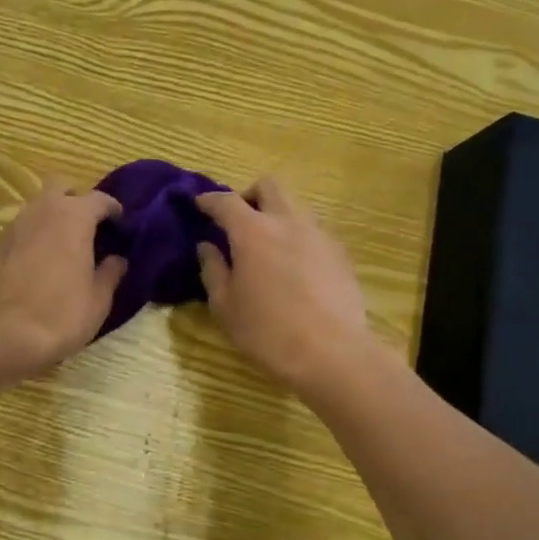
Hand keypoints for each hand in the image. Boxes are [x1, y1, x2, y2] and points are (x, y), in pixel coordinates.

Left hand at [0, 178, 125, 385]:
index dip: (114, 211)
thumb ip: (110, 274)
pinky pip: (20, 230)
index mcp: (73, 217)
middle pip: (62, 188)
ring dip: (53, 218)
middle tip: (90, 229)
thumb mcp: (98, 301)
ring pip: (37, 207)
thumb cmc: (58, 317)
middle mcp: (41, 211)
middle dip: (77, 201)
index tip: (122, 227)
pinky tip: (38, 264)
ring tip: (64, 248)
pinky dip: (33, 237)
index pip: (100, 199)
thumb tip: (117, 259)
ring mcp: (13, 226)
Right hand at [196, 178, 387, 397]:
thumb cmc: (267, 332)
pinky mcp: (340, 253)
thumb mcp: (225, 306)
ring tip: (266, 246)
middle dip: (249, 195)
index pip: (226, 201)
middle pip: (269, 186)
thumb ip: (212, 270)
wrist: (333, 353)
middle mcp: (288, 222)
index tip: (199, 205)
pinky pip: (313, 230)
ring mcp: (319, 234)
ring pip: (295, 206)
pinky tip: (292, 267)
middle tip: (237, 221)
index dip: (209, 200)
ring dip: (276, 216)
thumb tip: (207, 247)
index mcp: (253, 232)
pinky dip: (296, 237)